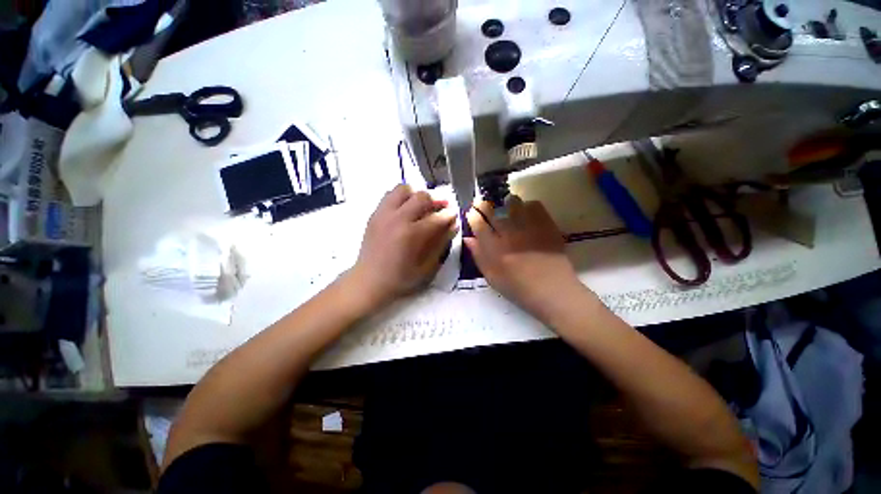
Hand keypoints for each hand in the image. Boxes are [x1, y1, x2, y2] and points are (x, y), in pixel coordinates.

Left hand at [350, 184, 457, 306]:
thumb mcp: (427, 267)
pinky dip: (401, 198)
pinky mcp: (374, 214)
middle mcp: (397, 218)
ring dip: (416, 196)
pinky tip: (405, 211)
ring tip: (420, 207)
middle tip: (440, 209)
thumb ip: (441, 244)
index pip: (437, 217)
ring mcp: (384, 214)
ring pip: (403, 189)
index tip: (454, 216)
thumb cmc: (401, 278)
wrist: (369, 281)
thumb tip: (453, 225)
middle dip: (436, 201)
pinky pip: (389, 195)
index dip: (449, 215)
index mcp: (412, 234)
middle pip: (422, 197)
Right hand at [465, 196, 582, 320]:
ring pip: (512, 203)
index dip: (472, 215)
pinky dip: (527, 205)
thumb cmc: (518, 288)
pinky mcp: (546, 225)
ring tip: (504, 206)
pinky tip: (525, 212)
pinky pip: (534, 205)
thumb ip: (478, 256)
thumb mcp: (492, 277)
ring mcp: (528, 227)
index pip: (478, 224)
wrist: (552, 291)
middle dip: (483, 204)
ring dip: (504, 202)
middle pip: (492, 210)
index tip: (471, 212)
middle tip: (481, 203)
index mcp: (494, 248)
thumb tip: (468, 238)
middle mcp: (509, 234)